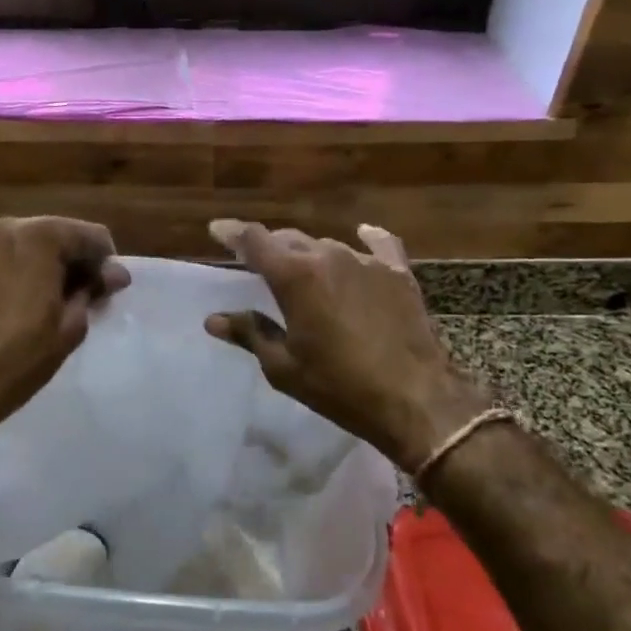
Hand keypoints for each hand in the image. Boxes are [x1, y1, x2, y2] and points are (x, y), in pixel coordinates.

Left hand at [0, 216, 130, 437]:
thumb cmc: (19, 359)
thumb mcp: (71, 328)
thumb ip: (92, 289)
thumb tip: (112, 273)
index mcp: (43, 237)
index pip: (91, 236)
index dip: (104, 264)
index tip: (104, 291)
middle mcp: (6, 226)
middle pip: (51, 233)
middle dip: (66, 259)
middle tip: (70, 294)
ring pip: (13, 238)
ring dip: (27, 258)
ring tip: (25, 292)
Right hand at [205, 219, 491, 470]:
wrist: (417, 400)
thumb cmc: (340, 387)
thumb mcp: (284, 367)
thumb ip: (250, 334)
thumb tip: (213, 320)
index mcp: (295, 276)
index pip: (254, 241)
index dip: (232, 233)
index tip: (217, 229)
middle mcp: (328, 256)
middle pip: (289, 239)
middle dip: (270, 247)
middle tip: (257, 263)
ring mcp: (367, 262)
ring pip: (327, 246)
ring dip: (309, 255)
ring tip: (304, 271)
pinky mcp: (398, 274)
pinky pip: (379, 246)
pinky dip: (368, 240)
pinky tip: (365, 233)